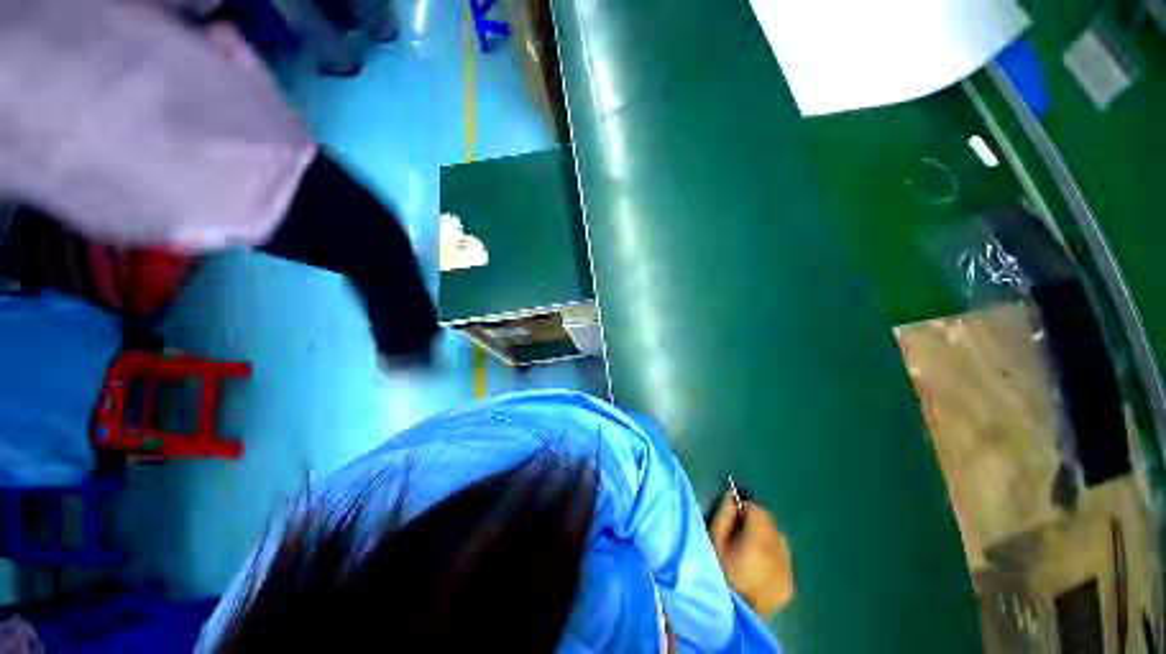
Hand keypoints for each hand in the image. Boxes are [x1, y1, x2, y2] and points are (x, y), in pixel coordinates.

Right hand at [709, 495, 793, 618]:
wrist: (725, 615)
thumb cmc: (714, 571)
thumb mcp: (713, 538)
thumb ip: (725, 513)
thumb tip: (733, 495)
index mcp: (760, 541)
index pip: (758, 510)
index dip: (745, 508)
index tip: (733, 515)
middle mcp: (780, 555)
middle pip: (771, 525)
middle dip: (757, 522)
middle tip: (739, 531)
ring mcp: (788, 573)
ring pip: (780, 542)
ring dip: (766, 538)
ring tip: (749, 549)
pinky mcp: (790, 588)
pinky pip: (784, 561)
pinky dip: (773, 556)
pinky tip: (758, 566)